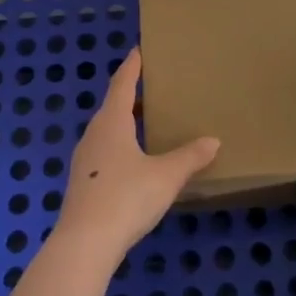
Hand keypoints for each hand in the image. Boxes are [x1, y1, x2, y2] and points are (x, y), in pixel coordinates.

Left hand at [54, 49, 218, 265]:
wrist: (84, 245)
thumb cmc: (126, 198)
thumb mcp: (166, 176)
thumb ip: (190, 157)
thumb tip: (213, 141)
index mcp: (112, 123)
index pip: (122, 84)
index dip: (131, 67)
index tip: (138, 50)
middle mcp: (94, 135)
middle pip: (111, 106)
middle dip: (129, 94)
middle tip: (150, 86)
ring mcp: (84, 162)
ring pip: (105, 131)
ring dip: (123, 122)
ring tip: (143, 120)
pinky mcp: (82, 184)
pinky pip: (103, 152)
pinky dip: (118, 145)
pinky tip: (132, 159)